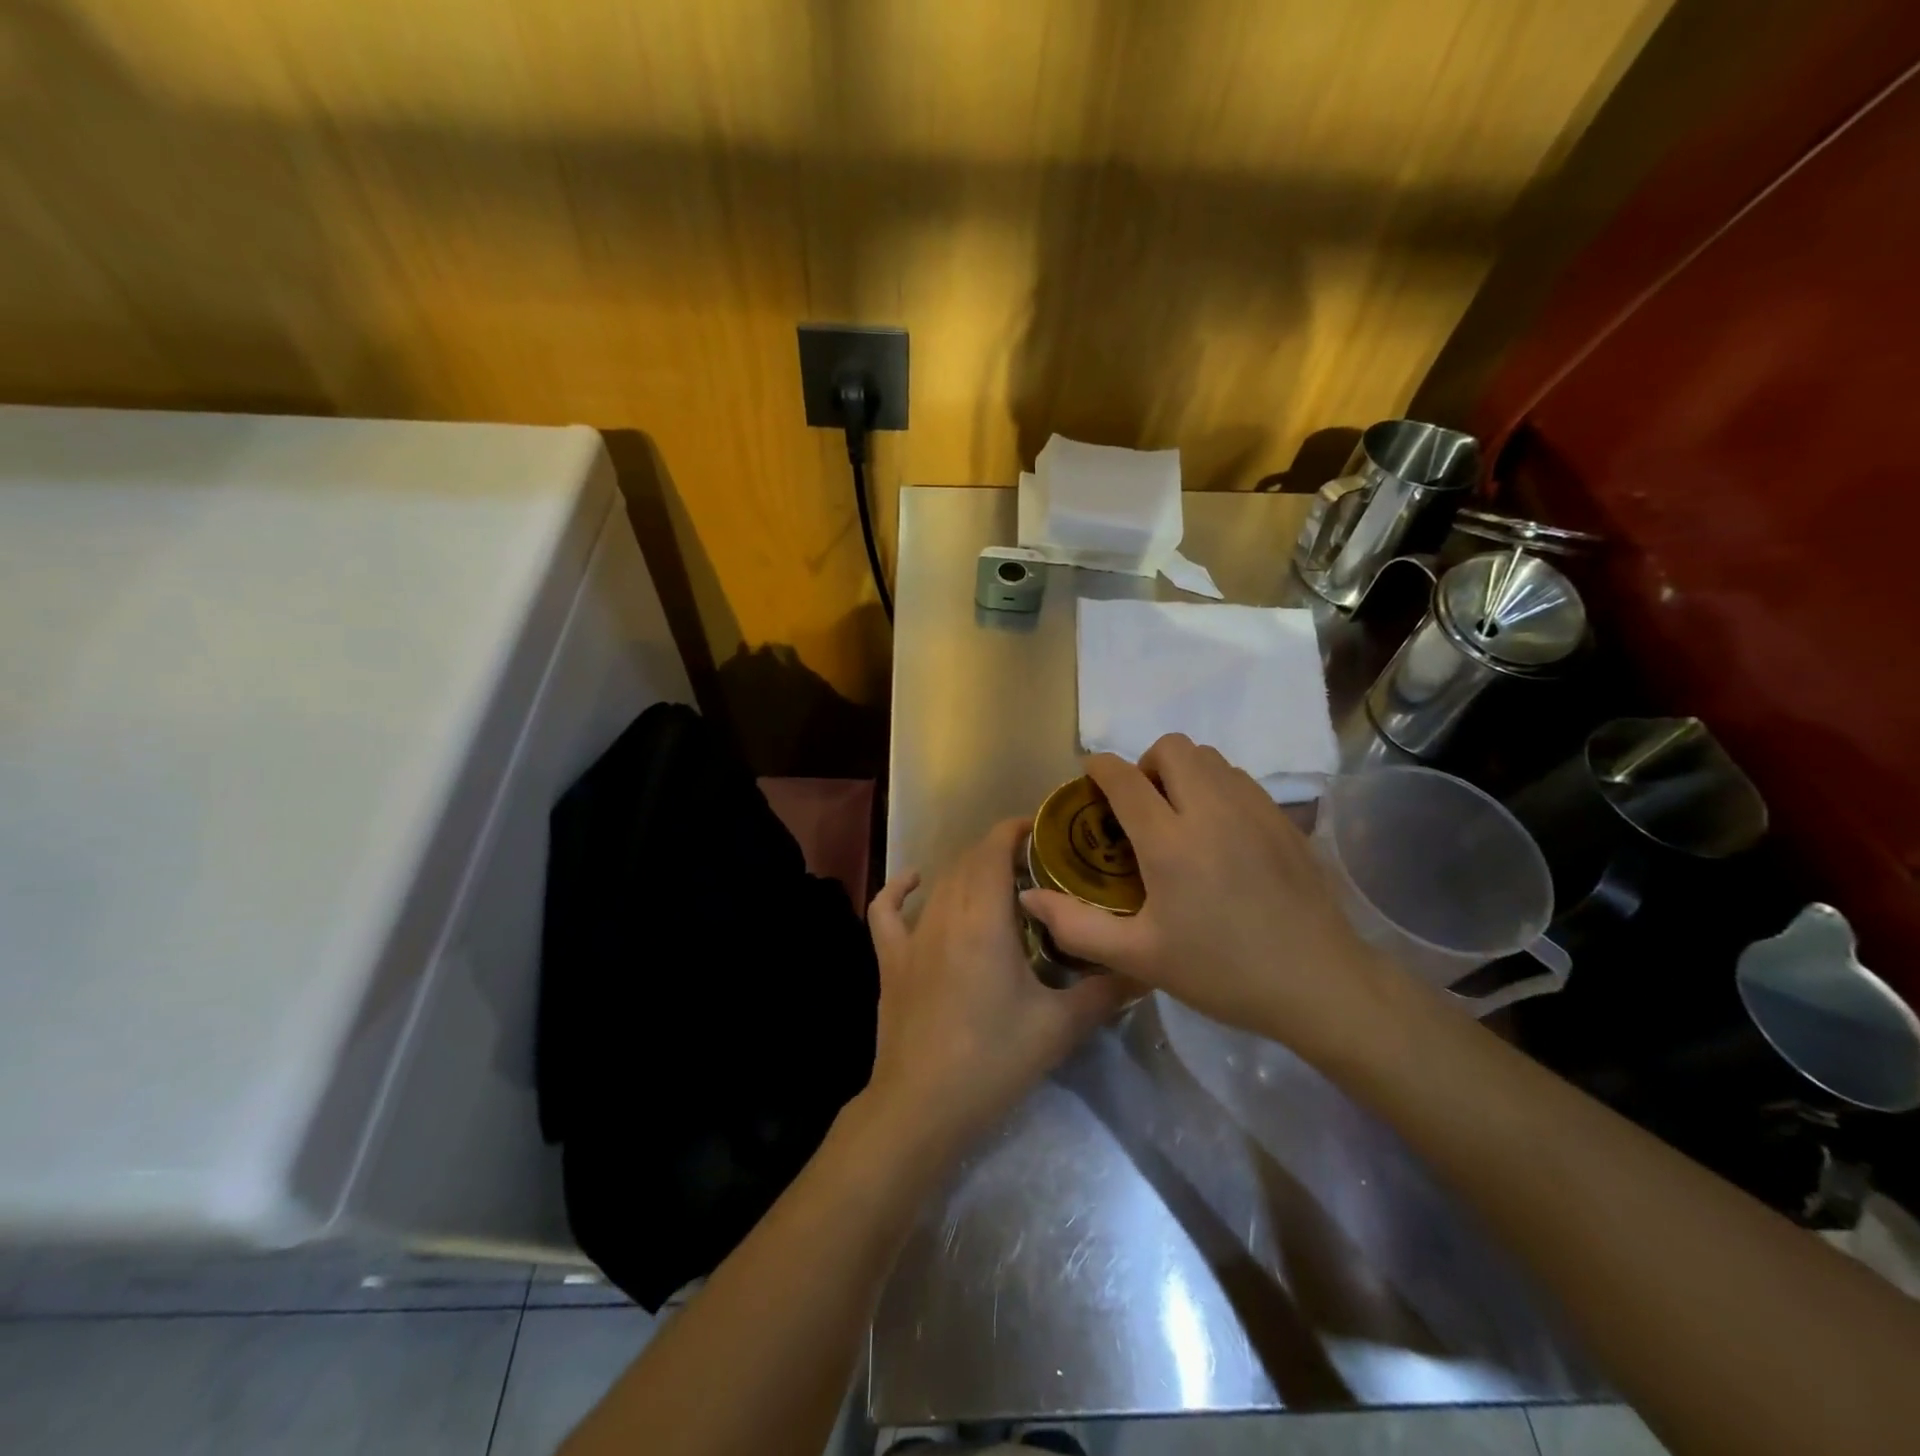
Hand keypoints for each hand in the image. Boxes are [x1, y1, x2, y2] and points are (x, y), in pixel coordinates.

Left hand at [864, 819, 1129, 1156]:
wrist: (922, 1106)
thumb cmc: (993, 1060)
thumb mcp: (1060, 1026)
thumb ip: (1105, 991)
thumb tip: (1146, 968)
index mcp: (984, 918)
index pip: (995, 850)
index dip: (1016, 830)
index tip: (1044, 829)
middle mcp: (945, 913)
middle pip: (970, 861)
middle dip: (1002, 851)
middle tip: (1038, 865)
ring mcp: (912, 936)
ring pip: (941, 882)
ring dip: (968, 871)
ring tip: (1000, 880)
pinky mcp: (891, 960)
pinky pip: (887, 911)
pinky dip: (899, 889)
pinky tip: (915, 882)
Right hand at [1019, 734, 1388, 1056]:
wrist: (1319, 983)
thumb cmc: (1222, 972)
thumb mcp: (1140, 957)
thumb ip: (1077, 925)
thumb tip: (1030, 897)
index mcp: (1170, 842)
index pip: (1125, 778)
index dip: (1100, 768)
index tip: (1090, 778)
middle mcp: (1212, 810)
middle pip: (1172, 748)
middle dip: (1146, 764)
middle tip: (1141, 806)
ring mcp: (1254, 809)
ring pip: (1209, 757)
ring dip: (1183, 772)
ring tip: (1178, 815)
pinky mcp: (1283, 818)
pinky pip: (1239, 777)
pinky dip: (1216, 785)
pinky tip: (1218, 831)